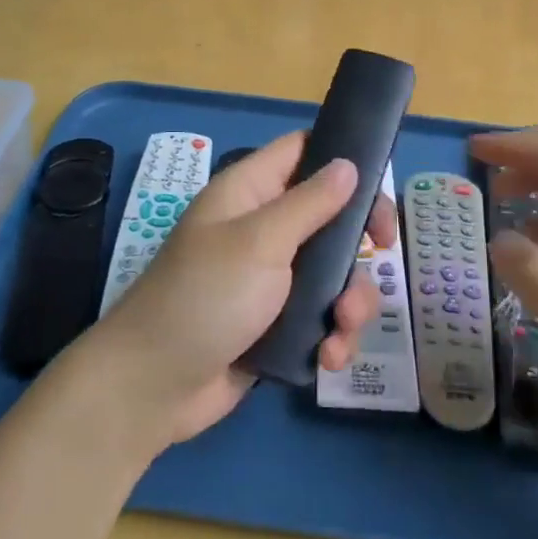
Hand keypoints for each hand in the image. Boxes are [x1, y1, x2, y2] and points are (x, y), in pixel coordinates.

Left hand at [83, 132, 387, 446]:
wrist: (154, 387)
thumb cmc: (205, 297)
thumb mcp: (260, 242)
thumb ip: (309, 203)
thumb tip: (348, 163)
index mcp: (250, 193)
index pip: (302, 151)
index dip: (341, 157)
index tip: (379, 182)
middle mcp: (264, 228)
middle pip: (331, 214)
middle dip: (359, 238)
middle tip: (383, 249)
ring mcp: (272, 279)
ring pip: (334, 273)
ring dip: (350, 301)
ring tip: (341, 327)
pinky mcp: (279, 324)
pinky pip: (322, 318)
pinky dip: (333, 337)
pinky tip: (327, 359)